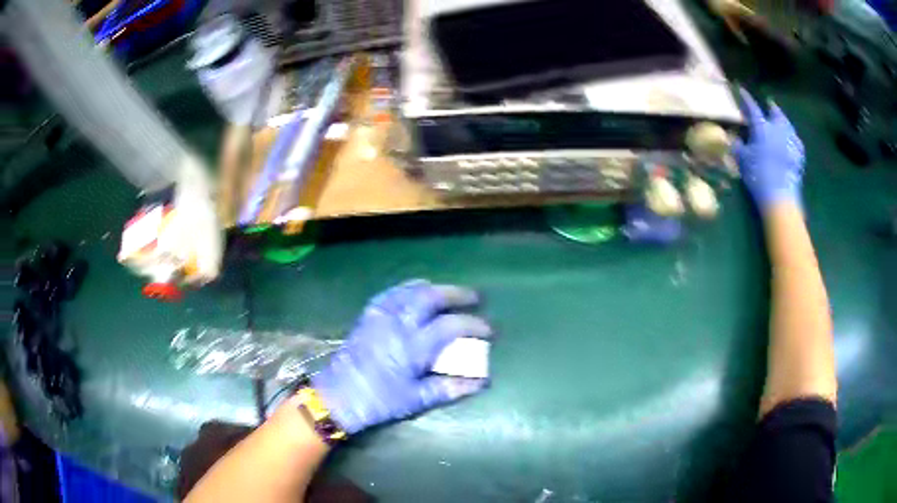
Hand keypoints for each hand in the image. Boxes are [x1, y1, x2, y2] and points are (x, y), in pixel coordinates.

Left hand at [312, 280, 491, 433]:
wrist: (339, 395)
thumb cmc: (379, 400)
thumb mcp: (416, 399)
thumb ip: (449, 388)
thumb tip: (481, 382)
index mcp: (413, 346)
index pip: (452, 326)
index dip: (475, 325)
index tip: (489, 330)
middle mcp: (399, 324)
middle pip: (432, 297)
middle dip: (457, 294)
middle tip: (474, 297)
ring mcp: (381, 316)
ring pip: (411, 290)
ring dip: (434, 288)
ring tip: (448, 293)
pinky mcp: (368, 315)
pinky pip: (391, 293)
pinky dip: (408, 288)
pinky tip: (415, 292)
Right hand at [733, 88, 805, 211]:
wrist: (780, 196)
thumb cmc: (758, 175)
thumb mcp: (742, 160)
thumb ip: (737, 146)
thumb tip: (734, 137)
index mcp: (762, 127)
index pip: (752, 108)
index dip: (746, 99)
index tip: (742, 91)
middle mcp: (778, 129)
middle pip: (776, 113)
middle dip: (771, 108)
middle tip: (769, 105)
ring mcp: (791, 142)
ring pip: (787, 125)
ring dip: (783, 121)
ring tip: (781, 121)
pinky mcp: (799, 156)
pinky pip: (796, 141)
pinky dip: (792, 138)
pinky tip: (792, 141)